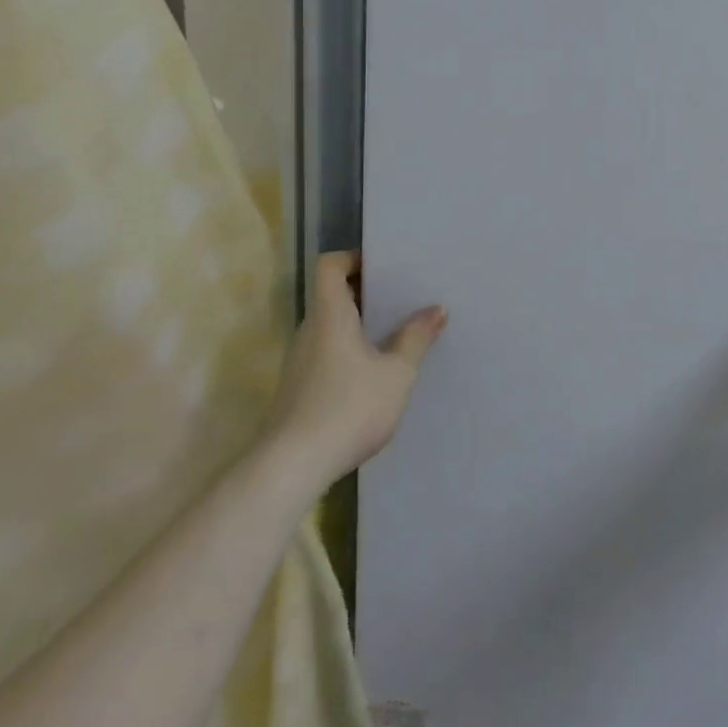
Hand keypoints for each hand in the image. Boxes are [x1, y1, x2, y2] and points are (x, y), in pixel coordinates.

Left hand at [268, 250, 445, 483]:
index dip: (353, 258)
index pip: (330, 265)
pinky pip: (326, 352)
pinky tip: (373, 373)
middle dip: (365, 292)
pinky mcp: (298, 389)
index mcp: (330, 315)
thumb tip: (436, 309)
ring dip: (358, 324)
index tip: (383, 266)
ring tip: (393, 334)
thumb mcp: (396, 374)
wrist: (291, 469)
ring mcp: (299, 361)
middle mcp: (309, 330)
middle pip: (332, 295)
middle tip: (400, 298)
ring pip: (329, 326)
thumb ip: (415, 339)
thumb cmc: (348, 409)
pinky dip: (348, 350)